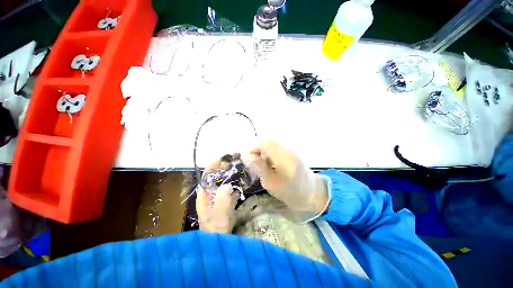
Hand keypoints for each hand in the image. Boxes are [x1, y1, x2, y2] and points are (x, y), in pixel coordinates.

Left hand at [196, 160, 238, 233]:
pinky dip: (233, 189)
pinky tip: (240, 187)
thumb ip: (223, 195)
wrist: (220, 241)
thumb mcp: (219, 210)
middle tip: (232, 166)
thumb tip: (228, 185)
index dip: (212, 168)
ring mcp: (217, 200)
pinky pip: (228, 193)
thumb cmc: (216, 225)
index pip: (206, 177)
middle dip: (222, 172)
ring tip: (238, 173)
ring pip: (223, 186)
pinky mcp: (224, 205)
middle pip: (214, 180)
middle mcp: (209, 196)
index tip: (221, 161)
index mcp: (204, 196)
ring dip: (229, 180)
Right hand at [244, 139, 328, 214]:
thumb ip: (259, 167)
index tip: (249, 160)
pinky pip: (275, 148)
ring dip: (263, 152)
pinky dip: (269, 154)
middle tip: (256, 164)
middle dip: (257, 150)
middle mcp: (286, 149)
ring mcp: (290, 149)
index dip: (253, 148)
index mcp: (282, 157)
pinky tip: (271, 165)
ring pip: (270, 144)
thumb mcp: (271, 183)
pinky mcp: (291, 152)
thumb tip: (247, 155)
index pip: (263, 142)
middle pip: (266, 140)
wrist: (312, 193)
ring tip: (264, 166)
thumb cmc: (290, 192)